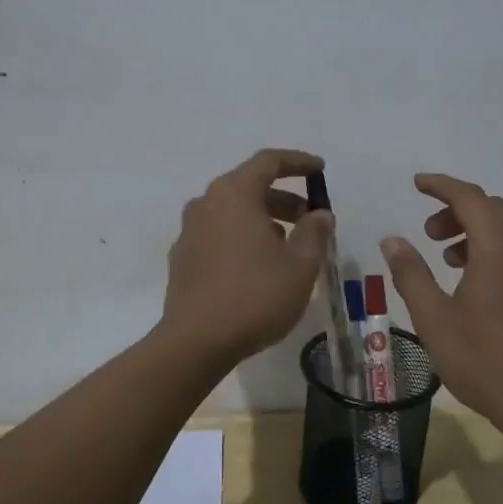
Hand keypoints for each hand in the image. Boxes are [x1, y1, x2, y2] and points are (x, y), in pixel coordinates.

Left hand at [161, 149, 334, 365]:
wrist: (196, 342)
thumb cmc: (255, 296)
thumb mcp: (300, 266)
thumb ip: (314, 232)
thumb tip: (320, 214)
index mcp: (234, 194)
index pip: (268, 161)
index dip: (298, 162)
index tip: (319, 170)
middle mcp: (207, 203)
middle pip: (249, 186)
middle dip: (283, 197)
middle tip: (310, 218)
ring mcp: (189, 231)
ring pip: (232, 211)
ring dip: (263, 219)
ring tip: (288, 246)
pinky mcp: (182, 258)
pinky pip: (218, 233)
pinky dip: (241, 237)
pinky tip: (258, 265)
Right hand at [381, 173, 502, 443]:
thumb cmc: (483, 360)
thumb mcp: (433, 319)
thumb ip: (411, 274)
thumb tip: (393, 240)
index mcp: (498, 249)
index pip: (470, 198)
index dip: (442, 186)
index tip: (417, 184)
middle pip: (493, 211)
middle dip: (457, 211)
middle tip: (428, 234)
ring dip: (479, 234)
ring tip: (451, 260)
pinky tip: (496, 286)